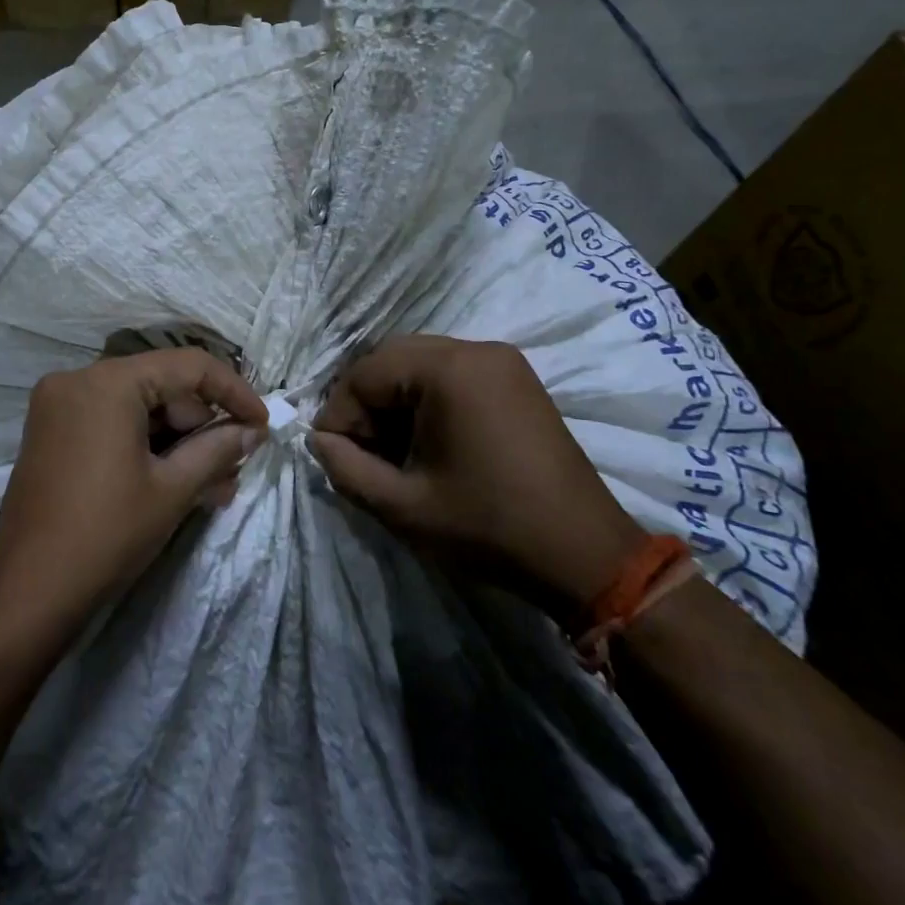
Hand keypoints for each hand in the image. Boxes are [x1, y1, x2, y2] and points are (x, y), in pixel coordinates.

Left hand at [0, 348, 268, 634]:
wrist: (29, 591)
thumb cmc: (107, 534)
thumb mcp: (172, 490)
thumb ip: (218, 449)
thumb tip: (253, 431)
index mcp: (107, 382)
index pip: (187, 366)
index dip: (232, 391)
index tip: (262, 424)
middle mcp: (78, 379)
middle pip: (160, 386)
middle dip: (203, 426)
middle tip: (235, 466)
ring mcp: (59, 406)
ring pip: (137, 409)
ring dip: (178, 442)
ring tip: (214, 487)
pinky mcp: (51, 432)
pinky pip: (111, 424)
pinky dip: (145, 446)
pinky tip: (176, 482)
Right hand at [311, 335, 645, 616]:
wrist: (585, 555)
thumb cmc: (488, 527)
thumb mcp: (401, 506)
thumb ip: (345, 467)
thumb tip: (319, 441)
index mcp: (448, 369)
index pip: (365, 373)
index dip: (340, 415)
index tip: (335, 456)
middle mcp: (475, 349)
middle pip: (391, 360)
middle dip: (366, 404)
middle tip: (361, 451)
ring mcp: (502, 361)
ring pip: (419, 364)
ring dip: (394, 401)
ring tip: (392, 450)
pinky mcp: (516, 379)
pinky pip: (451, 374)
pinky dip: (425, 400)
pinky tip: (426, 442)